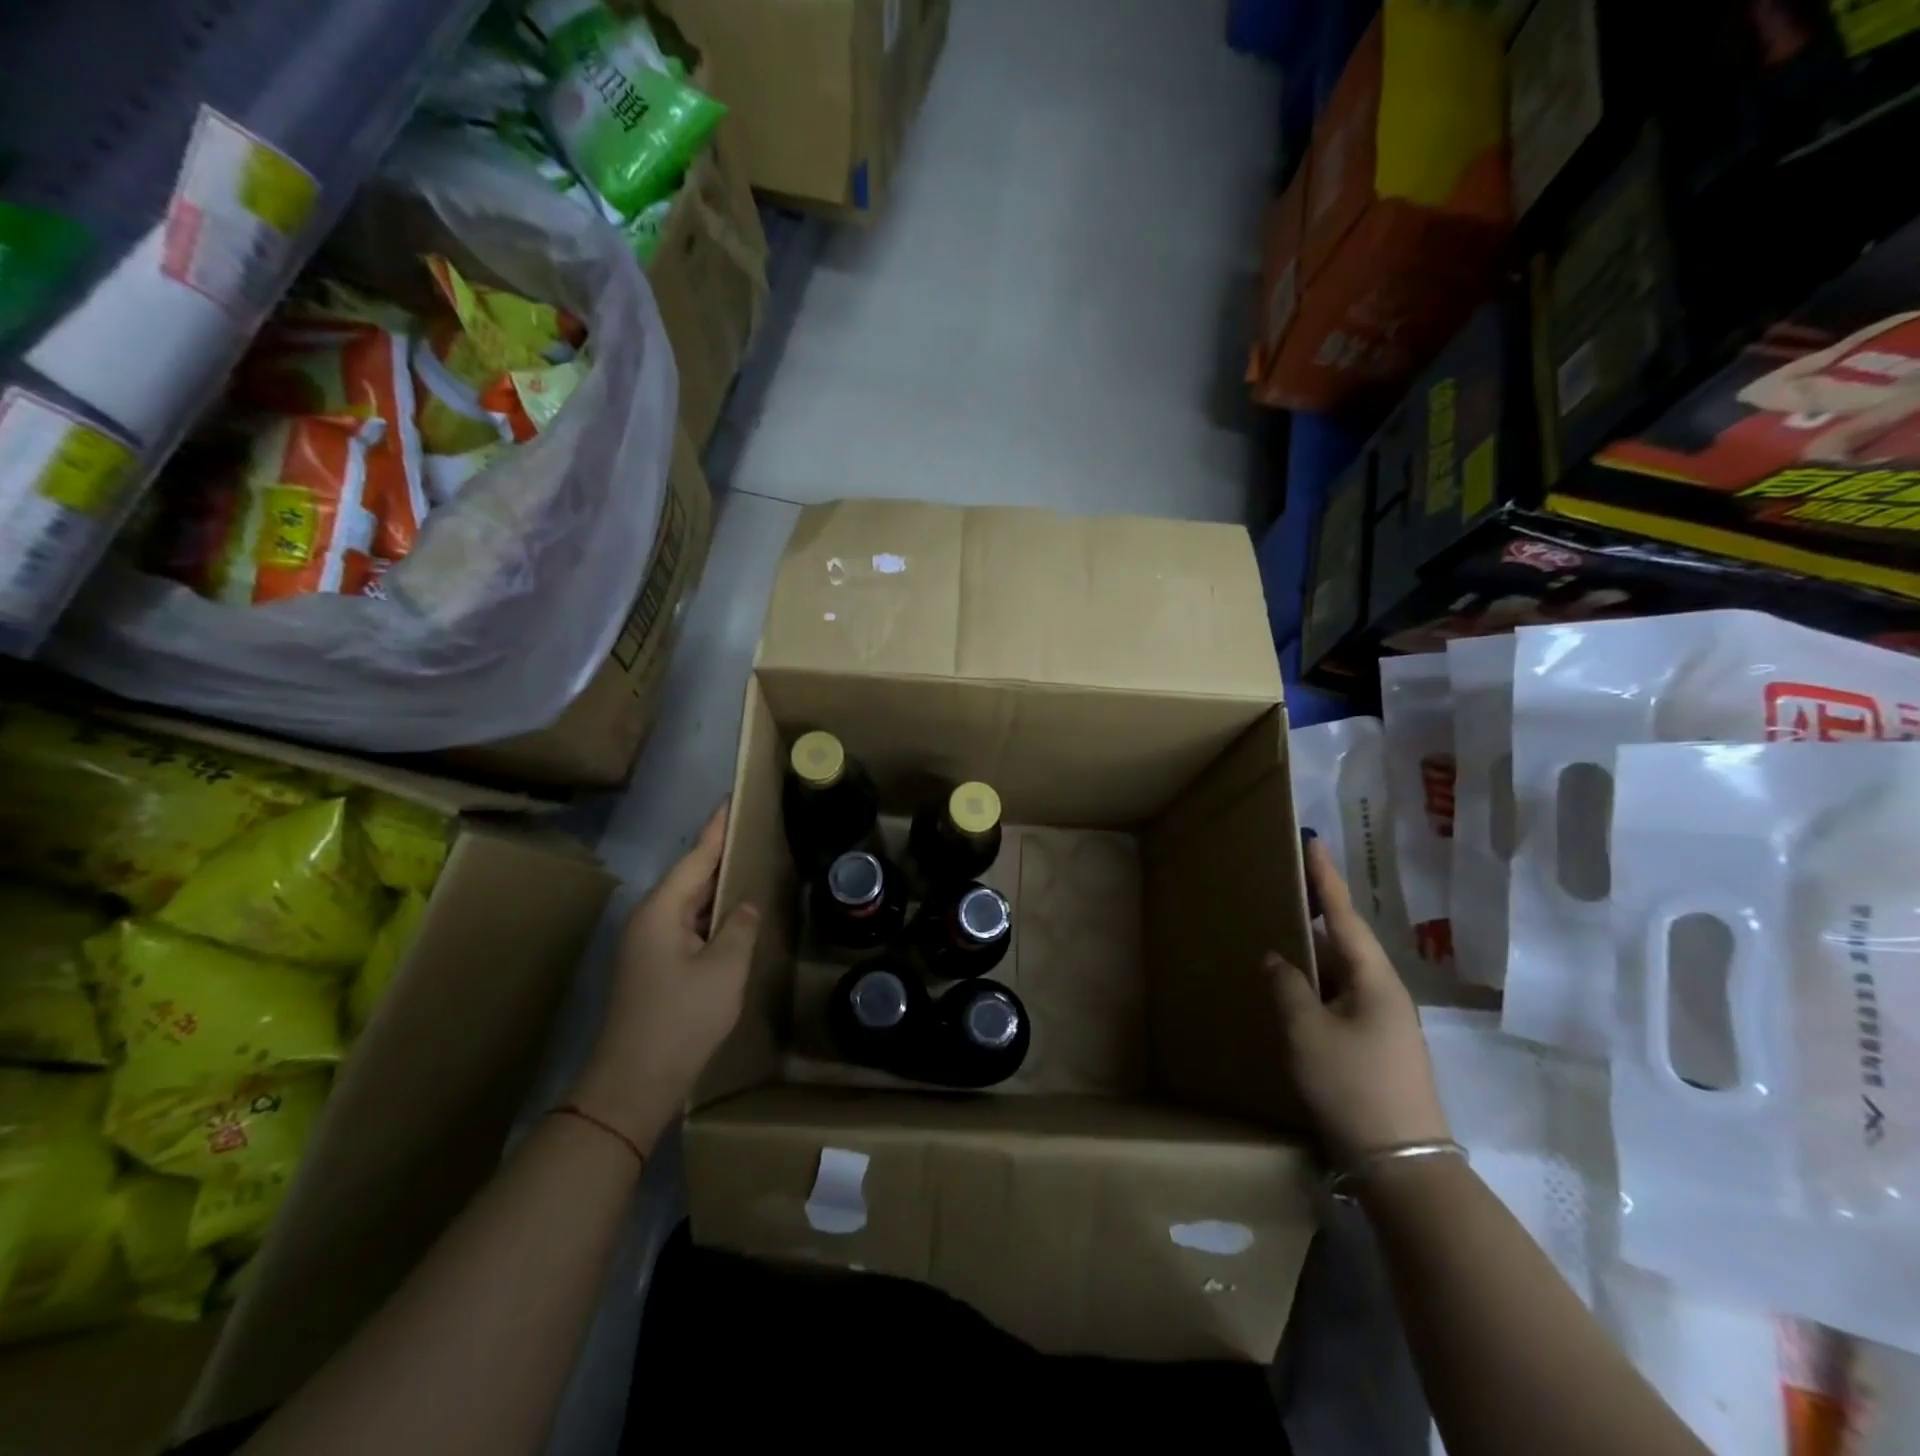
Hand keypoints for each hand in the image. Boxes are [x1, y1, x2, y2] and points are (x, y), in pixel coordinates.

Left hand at [572, 802, 760, 1142]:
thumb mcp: (724, 969)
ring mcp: (646, 945)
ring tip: (749, 866)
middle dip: (720, 854)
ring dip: (716, 887)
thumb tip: (745, 906)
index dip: (718, 828)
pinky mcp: (652, 967)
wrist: (632, 1083)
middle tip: (753, 831)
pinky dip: (710, 916)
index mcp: (661, 910)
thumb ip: (740, 927)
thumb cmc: (681, 1019)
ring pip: (687, 904)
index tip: (733, 799)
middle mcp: (648, 919)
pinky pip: (685, 926)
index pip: (696, 857)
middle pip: (689, 877)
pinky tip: (731, 918)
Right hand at [1268, 839, 1450, 1165]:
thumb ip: (1286, 987)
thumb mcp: (1306, 1032)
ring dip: (1311, 959)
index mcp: (1374, 980)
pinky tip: (1293, 993)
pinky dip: (1315, 988)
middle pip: (1344, 943)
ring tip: (1278, 939)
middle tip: (1282, 892)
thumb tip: (1275, 958)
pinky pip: (1340, 1000)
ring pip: (1341, 975)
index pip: (1345, 916)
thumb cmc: (1353, 1087)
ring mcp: (1384, 1022)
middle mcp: (1384, 993)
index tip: (1314, 843)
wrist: (1403, 1166)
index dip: (1326, 879)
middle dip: (1314, 918)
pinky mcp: (1376, 1046)